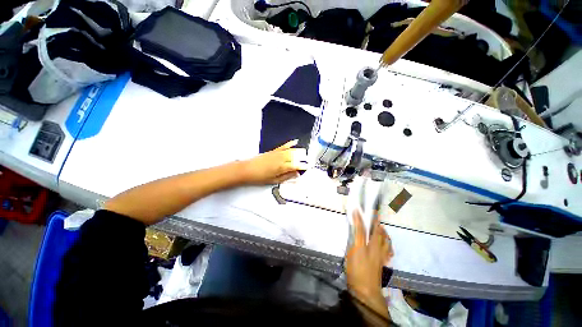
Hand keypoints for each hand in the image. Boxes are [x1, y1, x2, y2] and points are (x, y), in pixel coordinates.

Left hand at [241, 139, 308, 184]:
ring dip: (299, 151)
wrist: (248, 169)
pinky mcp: (274, 150)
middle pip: (296, 156)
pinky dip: (290, 143)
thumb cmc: (260, 177)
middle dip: (303, 157)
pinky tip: (295, 141)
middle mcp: (281, 158)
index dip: (303, 166)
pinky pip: (284, 145)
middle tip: (308, 160)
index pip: (296, 165)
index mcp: (282, 167)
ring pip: (292, 150)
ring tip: (305, 153)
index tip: (308, 166)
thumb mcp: (275, 180)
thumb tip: (296, 175)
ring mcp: (278, 153)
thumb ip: (287, 177)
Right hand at [345, 209, 392, 317]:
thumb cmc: (357, 269)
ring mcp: (381, 256)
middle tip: (375, 215)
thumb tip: (356, 223)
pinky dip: (387, 244)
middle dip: (377, 222)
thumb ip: (356, 235)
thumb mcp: (354, 250)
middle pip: (379, 232)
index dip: (364, 217)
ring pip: (385, 241)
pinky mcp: (381, 263)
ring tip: (380, 228)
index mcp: (370, 244)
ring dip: (383, 232)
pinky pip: (387, 251)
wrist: (366, 290)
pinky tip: (385, 244)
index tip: (362, 208)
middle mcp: (378, 248)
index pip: (367, 227)